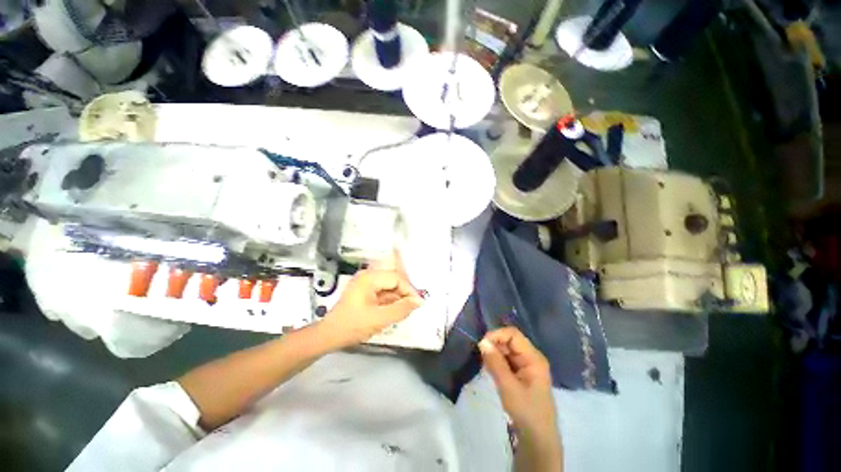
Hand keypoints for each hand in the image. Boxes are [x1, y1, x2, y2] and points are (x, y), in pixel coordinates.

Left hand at [319, 263, 422, 348]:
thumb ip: (401, 309)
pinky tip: (394, 310)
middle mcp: (367, 276)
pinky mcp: (364, 291)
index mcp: (369, 278)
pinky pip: (383, 292)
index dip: (409, 290)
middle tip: (412, 307)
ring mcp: (365, 283)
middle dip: (404, 293)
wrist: (329, 336)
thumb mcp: (380, 319)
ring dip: (398, 298)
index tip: (418, 303)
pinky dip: (390, 301)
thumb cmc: (352, 326)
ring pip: (389, 286)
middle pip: (393, 280)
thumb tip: (419, 301)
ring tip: (404, 311)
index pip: (397, 278)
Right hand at [479, 327, 557, 435]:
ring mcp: (526, 366)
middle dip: (494, 345)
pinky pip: (506, 361)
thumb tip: (482, 341)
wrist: (538, 441)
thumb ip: (495, 363)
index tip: (481, 345)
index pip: (513, 335)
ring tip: (485, 365)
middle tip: (481, 357)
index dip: (496, 335)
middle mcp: (531, 358)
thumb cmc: (526, 412)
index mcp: (533, 358)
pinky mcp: (521, 375)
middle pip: (509, 341)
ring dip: (494, 354)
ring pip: (506, 351)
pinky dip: (497, 362)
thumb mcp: (508, 387)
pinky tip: (490, 370)